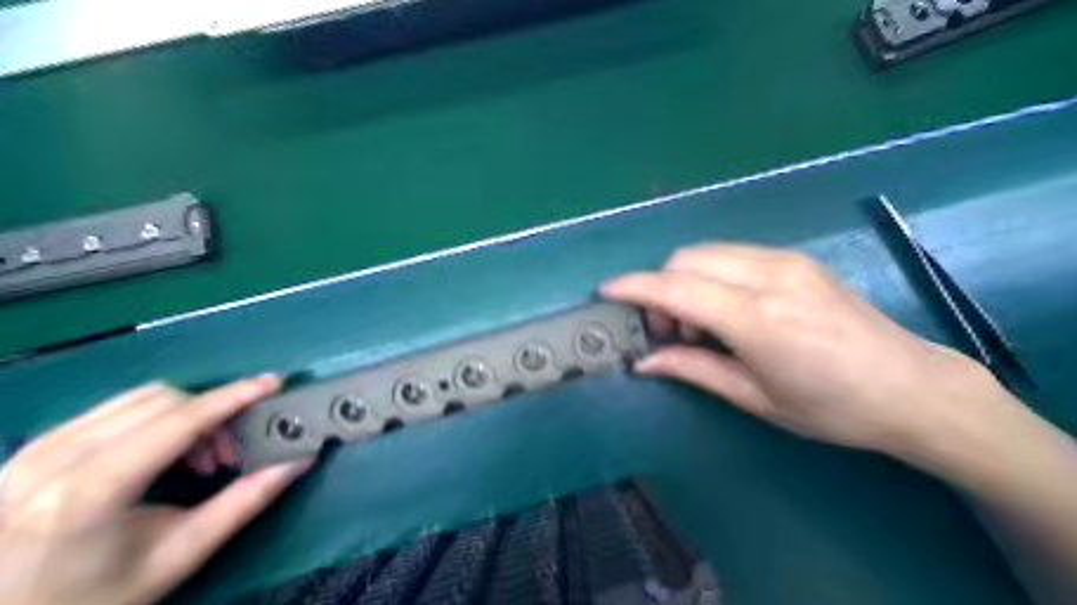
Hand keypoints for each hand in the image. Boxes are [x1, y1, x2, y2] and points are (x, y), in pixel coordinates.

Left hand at [0, 377, 310, 604]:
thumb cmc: (94, 597)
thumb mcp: (179, 555)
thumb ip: (245, 501)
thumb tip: (298, 461)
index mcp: (91, 490)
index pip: (180, 420)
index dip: (234, 396)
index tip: (274, 384)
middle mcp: (56, 457)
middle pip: (163, 401)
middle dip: (212, 415)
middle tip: (229, 455)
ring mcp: (36, 449)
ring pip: (137, 399)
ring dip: (185, 416)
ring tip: (197, 458)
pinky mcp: (32, 447)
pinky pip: (112, 409)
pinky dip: (154, 419)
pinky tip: (160, 454)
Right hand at [603, 241, 1020, 458]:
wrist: (912, 387)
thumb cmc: (832, 409)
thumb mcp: (756, 398)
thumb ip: (693, 370)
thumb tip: (643, 362)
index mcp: (759, 319)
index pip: (678, 288)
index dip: (636, 287)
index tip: (606, 292)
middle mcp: (770, 276)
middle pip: (686, 259)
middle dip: (660, 288)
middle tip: (667, 332)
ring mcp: (786, 261)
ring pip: (707, 251)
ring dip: (685, 280)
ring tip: (698, 325)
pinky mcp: (796, 259)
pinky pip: (732, 255)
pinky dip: (710, 276)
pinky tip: (725, 310)